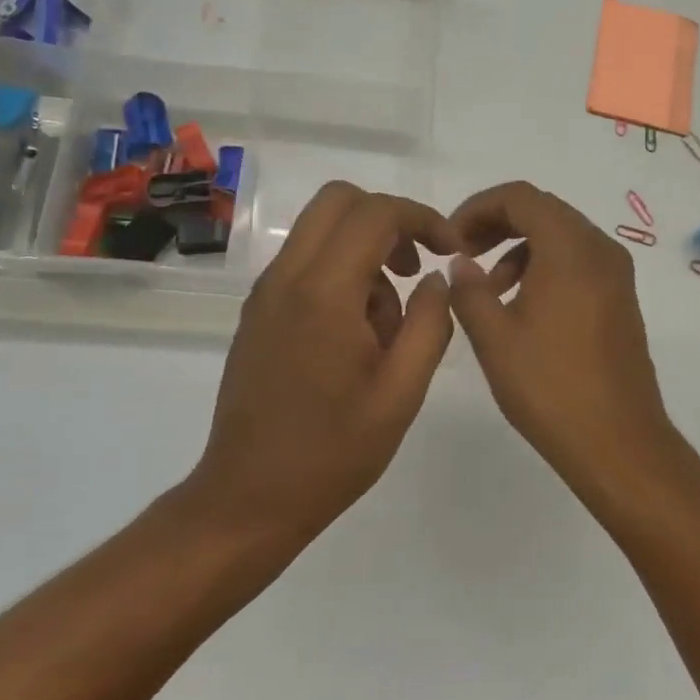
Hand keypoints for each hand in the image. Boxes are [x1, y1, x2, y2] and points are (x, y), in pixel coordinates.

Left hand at [186, 182, 458, 549]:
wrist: (249, 498)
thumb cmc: (333, 451)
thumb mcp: (401, 392)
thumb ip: (429, 324)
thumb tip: (437, 278)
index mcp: (324, 293)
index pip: (375, 213)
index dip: (422, 218)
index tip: (450, 251)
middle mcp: (287, 278)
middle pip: (338, 200)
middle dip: (388, 219)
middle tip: (416, 265)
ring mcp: (266, 293)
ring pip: (321, 230)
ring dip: (364, 250)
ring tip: (388, 323)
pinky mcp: (258, 312)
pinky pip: (305, 263)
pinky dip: (341, 272)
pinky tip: (358, 336)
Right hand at [447, 181, 690, 500]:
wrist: (618, 442)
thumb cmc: (550, 388)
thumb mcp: (494, 338)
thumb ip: (469, 291)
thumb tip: (461, 264)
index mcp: (570, 249)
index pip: (520, 197)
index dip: (478, 207)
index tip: (451, 240)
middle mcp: (600, 249)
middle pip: (543, 210)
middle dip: (497, 224)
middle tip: (463, 254)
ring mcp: (616, 274)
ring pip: (561, 236)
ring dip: (519, 247)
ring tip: (488, 288)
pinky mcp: (621, 298)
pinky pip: (578, 261)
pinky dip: (544, 266)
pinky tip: (521, 305)